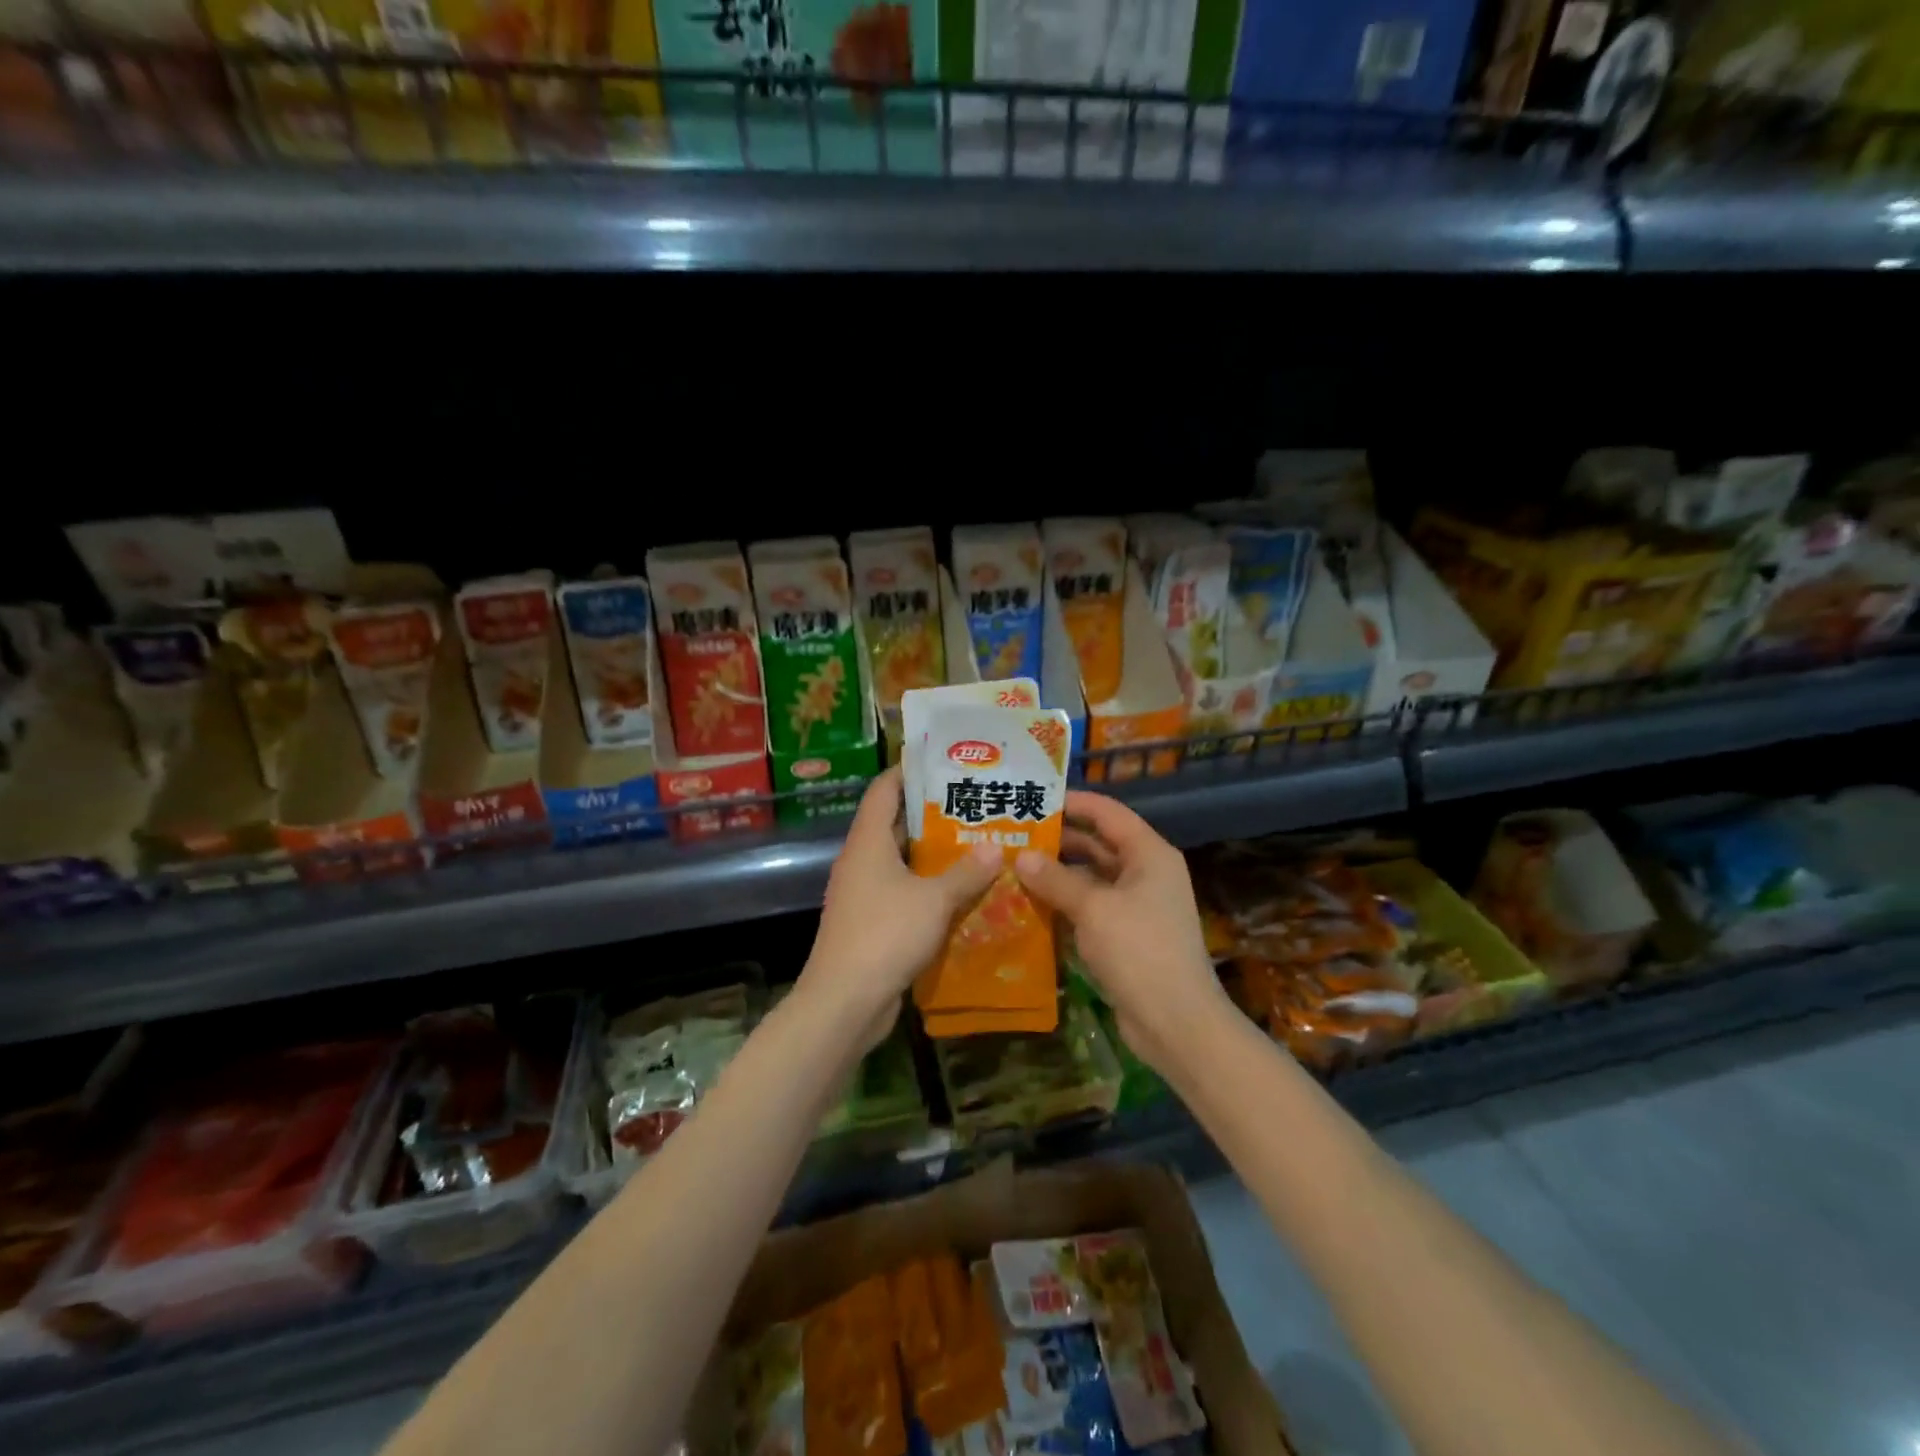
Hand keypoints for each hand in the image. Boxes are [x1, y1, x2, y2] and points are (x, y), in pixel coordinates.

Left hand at [800, 767, 1001, 1042]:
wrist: (844, 1002)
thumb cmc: (885, 935)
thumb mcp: (934, 900)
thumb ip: (967, 872)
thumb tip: (996, 848)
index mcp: (868, 841)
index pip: (884, 790)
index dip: (909, 771)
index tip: (943, 762)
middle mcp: (862, 860)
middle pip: (896, 824)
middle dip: (933, 814)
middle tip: (974, 804)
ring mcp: (864, 893)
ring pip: (902, 861)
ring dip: (935, 854)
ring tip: (978, 842)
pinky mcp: (872, 922)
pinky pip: (903, 892)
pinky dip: (929, 887)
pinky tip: (964, 890)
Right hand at [1014, 791, 1234, 1077]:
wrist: (1176, 1022)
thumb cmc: (1139, 951)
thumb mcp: (1093, 908)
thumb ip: (1055, 879)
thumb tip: (1021, 856)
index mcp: (1149, 854)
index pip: (1108, 813)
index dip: (1074, 802)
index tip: (1035, 798)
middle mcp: (1146, 873)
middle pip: (1098, 844)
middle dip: (1059, 839)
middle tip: (1015, 834)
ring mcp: (1137, 906)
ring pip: (1092, 878)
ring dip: (1058, 873)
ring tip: (1015, 865)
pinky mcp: (1126, 935)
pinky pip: (1091, 907)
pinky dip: (1065, 902)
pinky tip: (1031, 903)